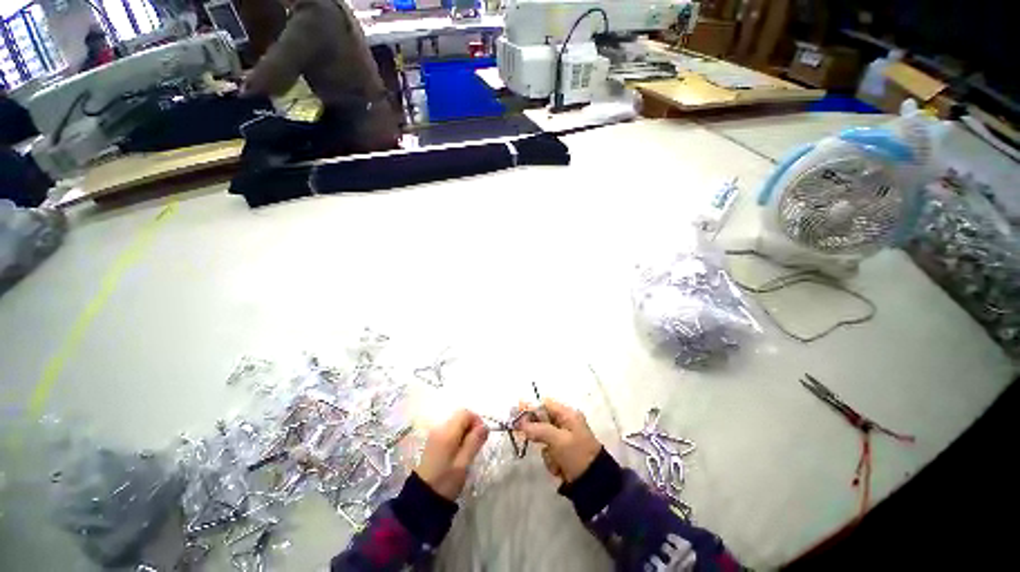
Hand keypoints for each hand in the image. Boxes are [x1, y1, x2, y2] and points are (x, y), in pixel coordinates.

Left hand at [415, 409, 488, 500]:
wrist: (421, 500)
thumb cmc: (445, 482)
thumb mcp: (463, 463)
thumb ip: (474, 442)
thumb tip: (485, 426)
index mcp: (447, 432)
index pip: (465, 413)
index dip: (476, 420)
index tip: (481, 436)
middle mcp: (439, 428)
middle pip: (459, 417)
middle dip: (471, 427)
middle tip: (476, 445)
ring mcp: (434, 435)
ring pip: (455, 424)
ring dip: (464, 433)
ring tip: (467, 452)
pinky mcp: (432, 442)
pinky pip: (449, 432)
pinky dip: (457, 437)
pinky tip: (458, 454)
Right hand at [519, 399, 601, 482]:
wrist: (595, 485)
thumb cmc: (578, 456)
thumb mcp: (558, 440)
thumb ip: (539, 429)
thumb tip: (520, 422)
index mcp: (568, 414)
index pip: (545, 404)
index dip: (530, 408)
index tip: (516, 415)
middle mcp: (566, 423)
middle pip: (543, 420)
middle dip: (536, 431)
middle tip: (524, 435)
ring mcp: (564, 438)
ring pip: (543, 437)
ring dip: (546, 450)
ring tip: (555, 460)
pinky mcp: (562, 452)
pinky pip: (549, 451)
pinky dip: (551, 459)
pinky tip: (558, 468)